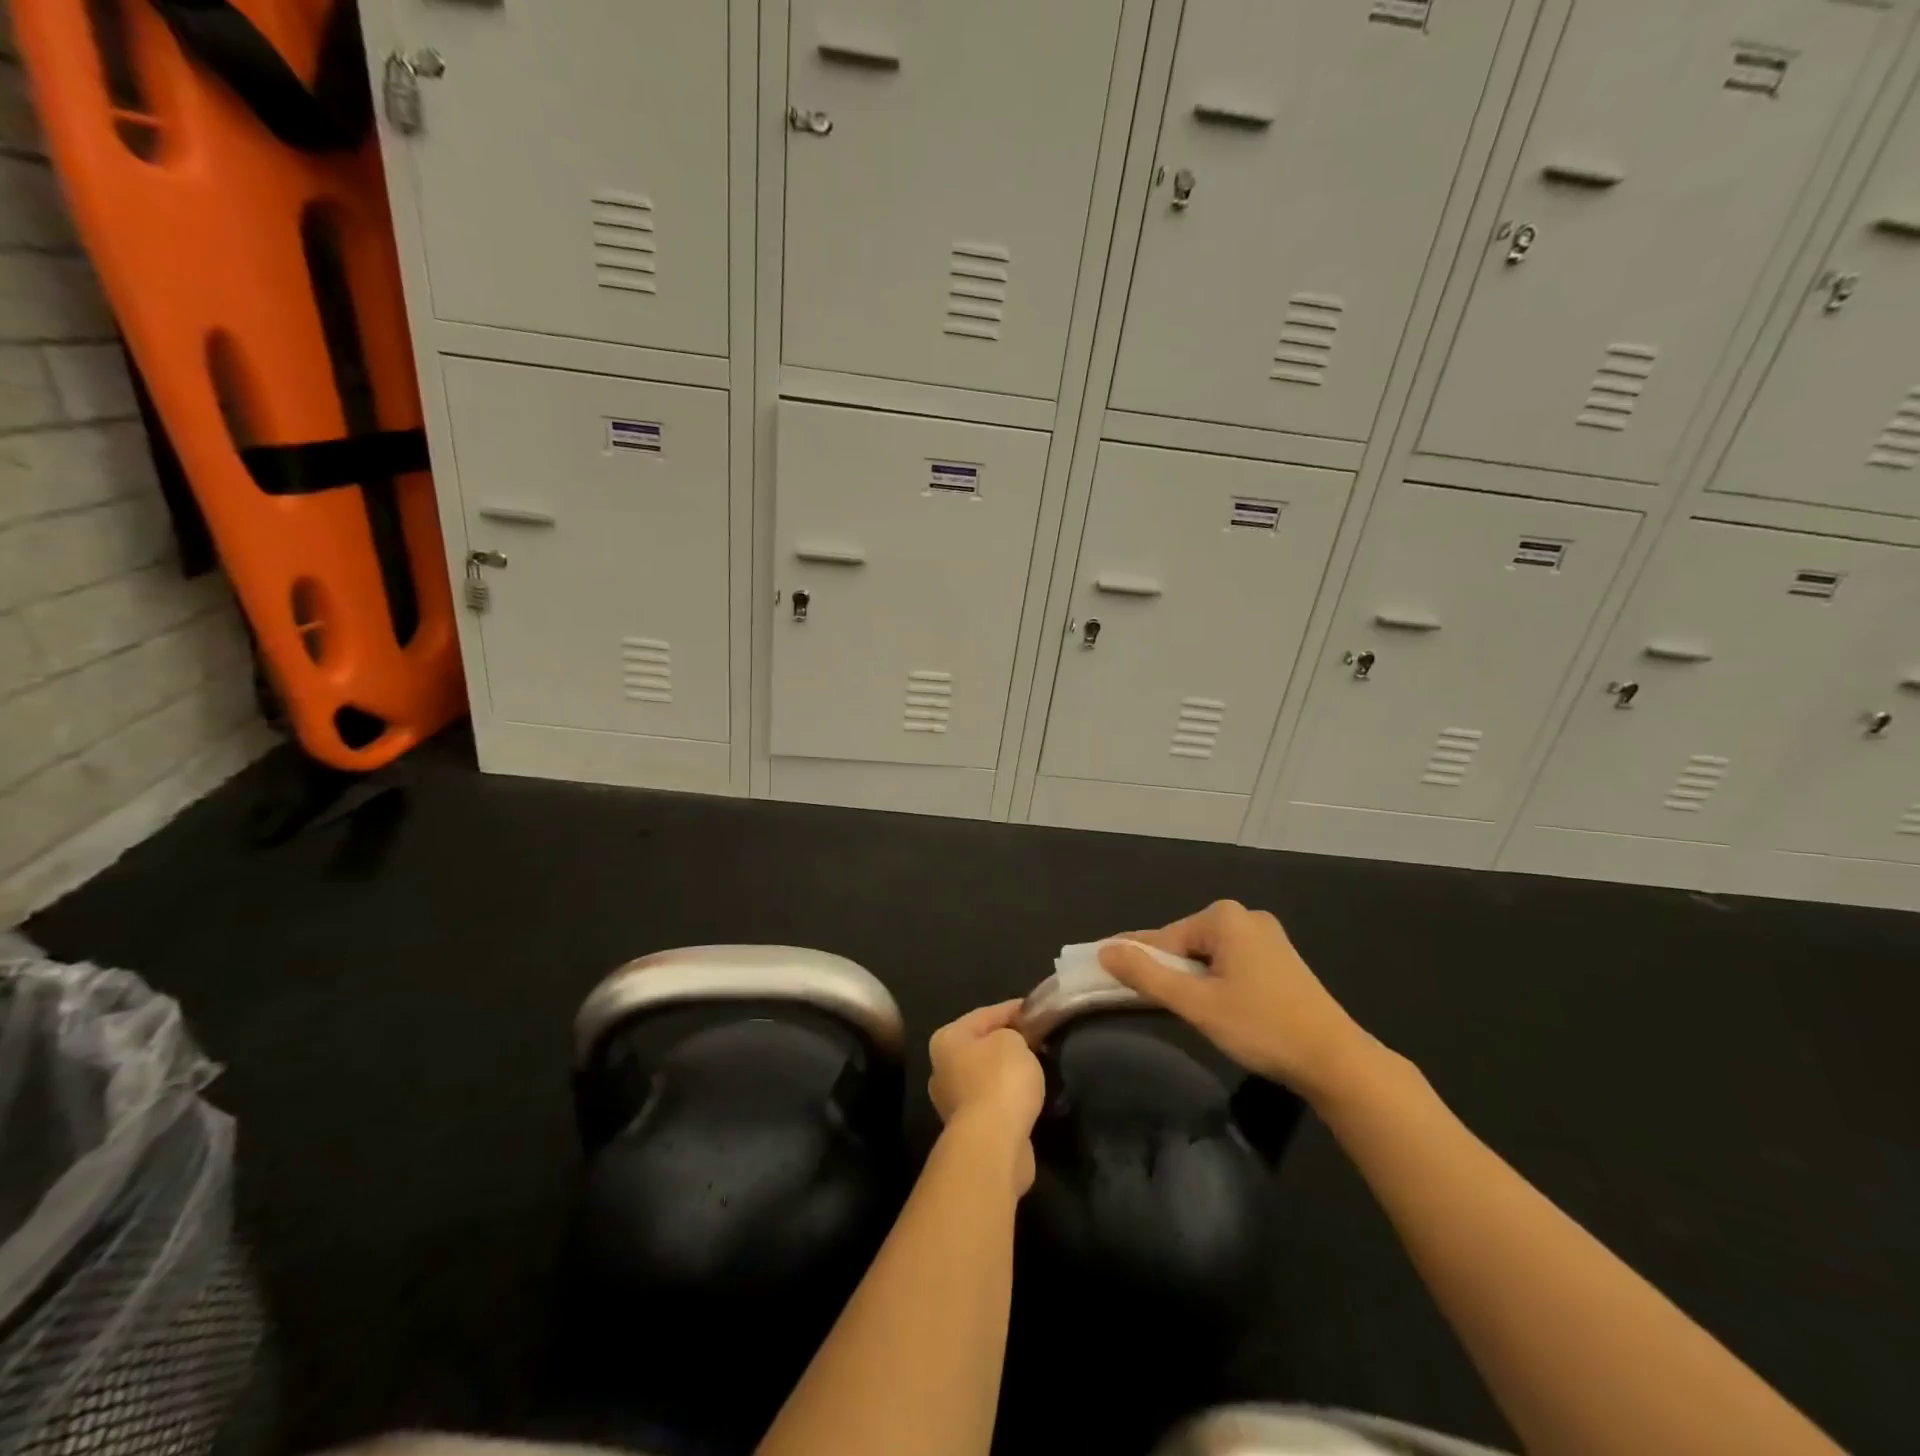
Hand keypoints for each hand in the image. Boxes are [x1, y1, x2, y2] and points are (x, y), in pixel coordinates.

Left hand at [927, 1001, 1045, 1190]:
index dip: (1014, 1009)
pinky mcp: (970, 1129)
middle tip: (1038, 1040)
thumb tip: (1014, 1042)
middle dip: (1008, 1042)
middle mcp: (942, 1068)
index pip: (985, 1014)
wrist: (993, 1143)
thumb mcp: (1013, 1041)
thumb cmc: (1000, 1080)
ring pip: (987, 1076)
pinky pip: (993, 1102)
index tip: (1037, 1009)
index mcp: (947, 1039)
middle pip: (982, 1046)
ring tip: (1037, 1068)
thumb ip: (1014, 1034)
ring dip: (1008, 1073)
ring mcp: (953, 1102)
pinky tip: (1028, 1097)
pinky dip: (1009, 1098)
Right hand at [1098, 900, 1377, 1100]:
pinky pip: (1231, 963)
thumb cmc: (1261, 1026)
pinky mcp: (1280, 960)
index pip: (1164, 938)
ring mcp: (1267, 937)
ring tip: (1180, 1009)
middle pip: (1186, 944)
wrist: (1336, 1061)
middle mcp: (1246, 916)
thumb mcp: (1196, 1003)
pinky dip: (1215, 982)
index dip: (1137, 961)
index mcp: (1224, 918)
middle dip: (1167, 972)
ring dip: (1191, 980)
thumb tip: (1105, 950)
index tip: (1108, 975)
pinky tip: (1214, 1007)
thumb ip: (1147, 975)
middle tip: (1147, 1003)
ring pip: (1208, 956)